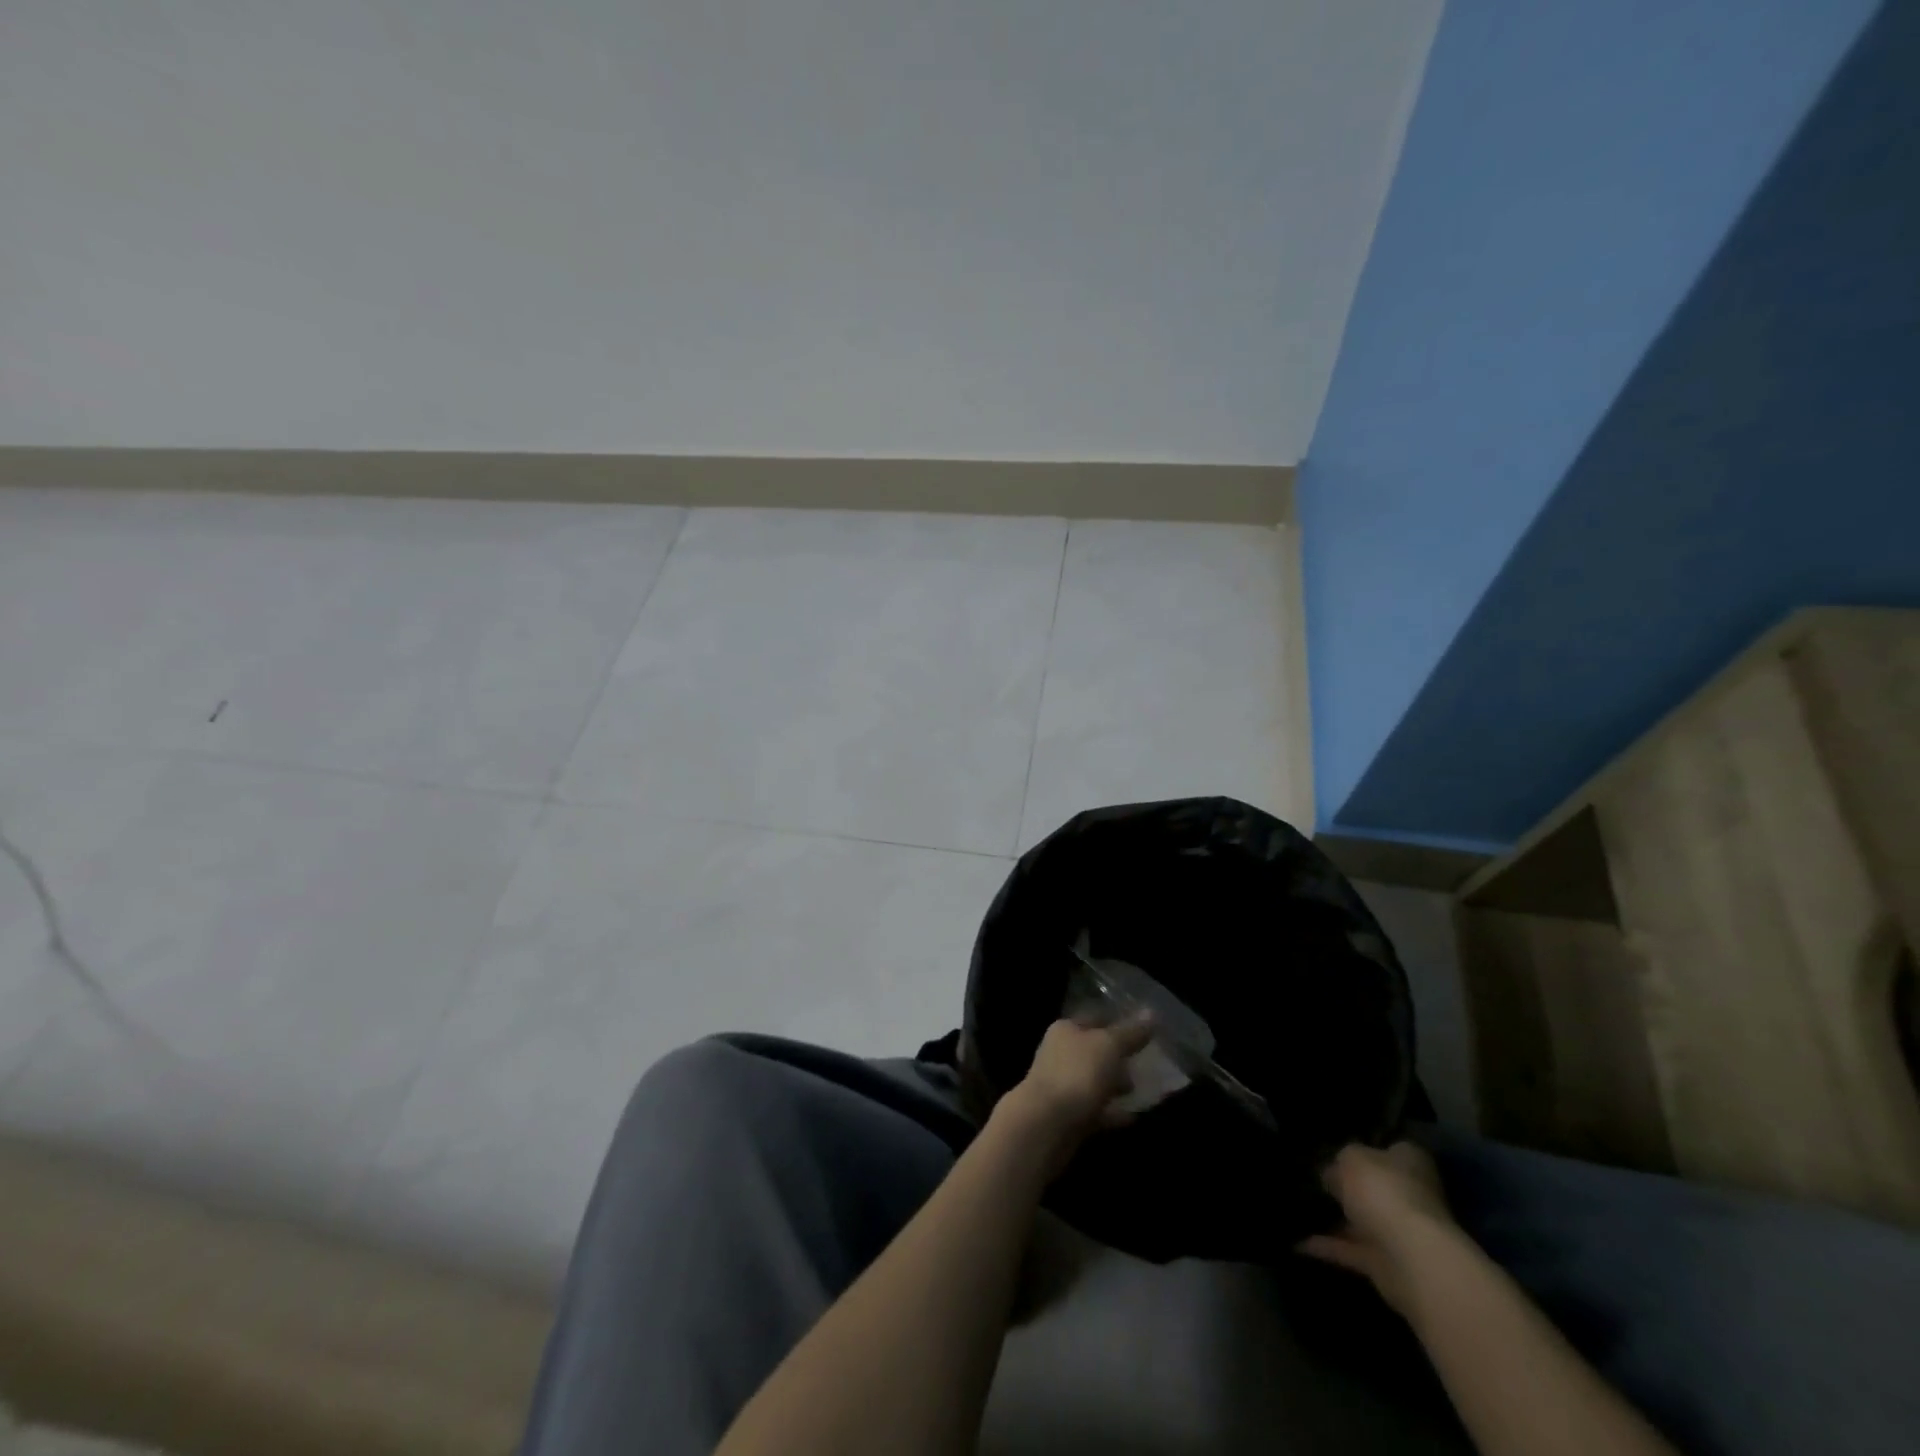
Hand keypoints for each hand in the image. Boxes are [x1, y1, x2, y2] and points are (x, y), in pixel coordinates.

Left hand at [994, 1015, 1153, 1172]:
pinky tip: (1134, 1116)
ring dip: (1117, 1085)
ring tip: (1143, 1090)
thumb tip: (1151, 1012)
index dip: (1120, 1022)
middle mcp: (1061, 1053)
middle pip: (1096, 1051)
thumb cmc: (1077, 1074)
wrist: (1046, 1125)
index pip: (1097, 1018)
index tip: (1147, 1031)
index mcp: (1066, 1029)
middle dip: (1121, 1057)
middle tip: (1149, 1063)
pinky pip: (1096, 1109)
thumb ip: (1130, 1032)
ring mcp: (1063, 1085)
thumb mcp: (1108, 1046)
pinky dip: (1113, 1112)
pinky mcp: (1069, 1115)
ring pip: (1096, 1080)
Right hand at [1298, 1141, 1453, 1314]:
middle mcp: (1410, 1195)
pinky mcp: (1387, 1263)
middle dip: (1349, 1187)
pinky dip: (1329, 1247)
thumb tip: (1331, 1176)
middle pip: (1375, 1187)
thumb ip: (1339, 1164)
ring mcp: (1400, 1232)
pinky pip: (1352, 1250)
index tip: (1337, 1150)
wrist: (1409, 1257)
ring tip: (1299, 1207)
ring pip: (1363, 1221)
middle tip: (1313, 1178)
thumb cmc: (1383, 1191)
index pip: (1391, 1149)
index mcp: (1409, 1163)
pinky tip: (1299, 1241)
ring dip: (1337, 1219)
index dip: (1367, 1148)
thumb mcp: (1349, 1159)